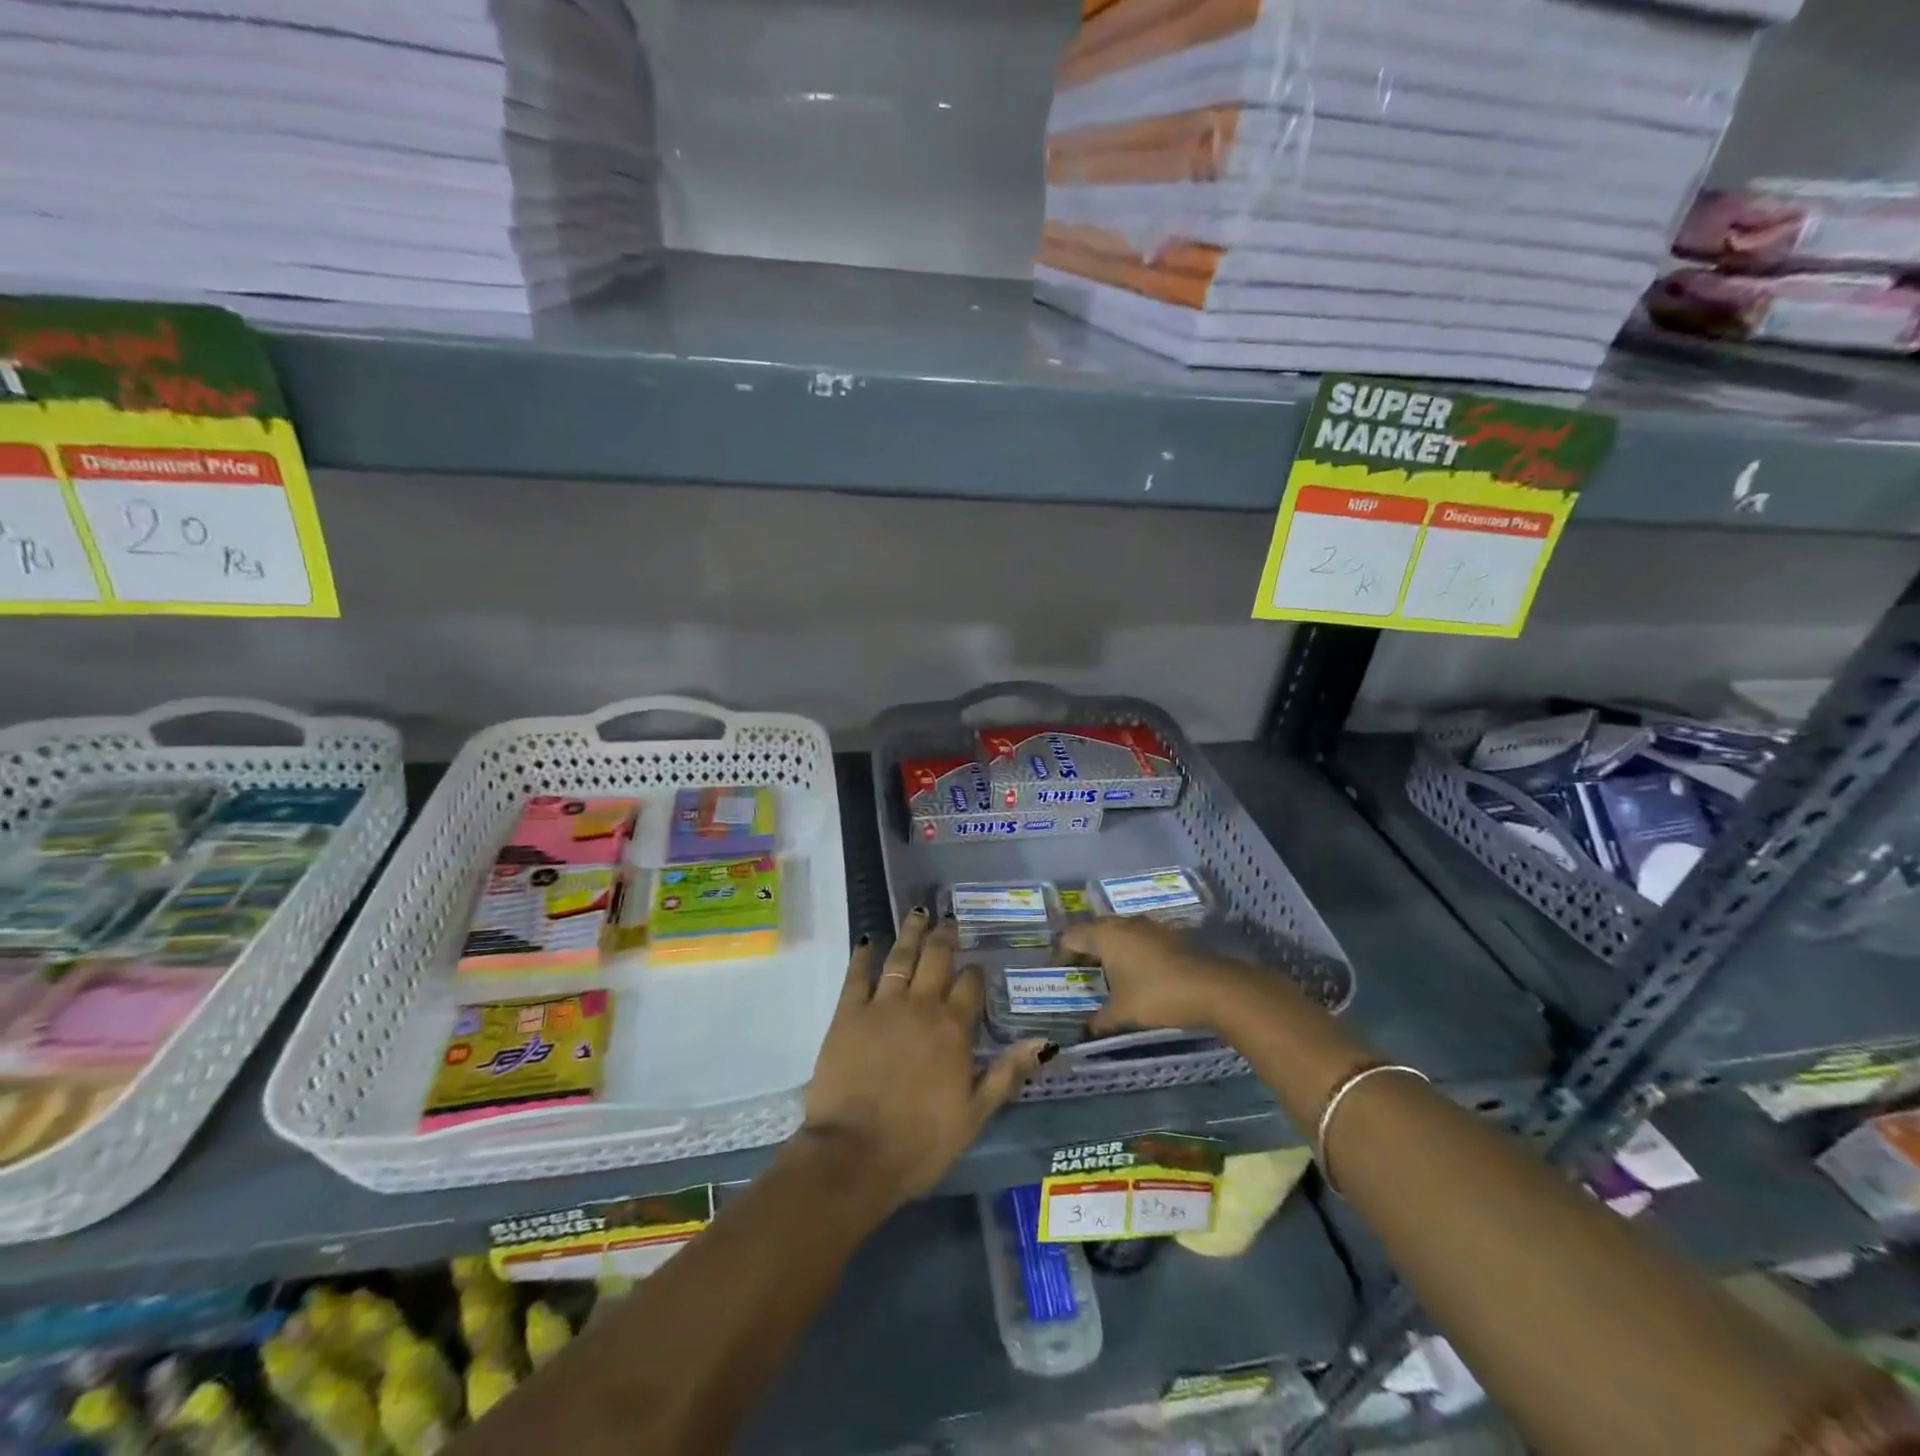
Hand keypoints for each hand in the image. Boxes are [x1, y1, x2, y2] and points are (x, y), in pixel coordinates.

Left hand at [802, 908, 1052, 1206]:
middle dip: (945, 937)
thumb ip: (1007, 1073)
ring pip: (901, 957)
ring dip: (911, 933)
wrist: (854, 1156)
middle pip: (936, 959)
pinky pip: (857, 975)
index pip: (970, 986)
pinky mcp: (847, 1014)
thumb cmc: (920, 1142)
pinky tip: (869, 940)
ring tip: (918, 913)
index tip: (977, 963)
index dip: (975, 972)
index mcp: (953, 1029)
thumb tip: (1045, 1042)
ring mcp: (882, 1006)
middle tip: (949, 920)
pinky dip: (864, 955)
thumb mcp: (975, 1115)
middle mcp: (920, 1006)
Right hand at [1059, 915, 1243, 1034]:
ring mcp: (1148, 926)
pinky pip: (1137, 939)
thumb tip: (1086, 1029)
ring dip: (1108, 951)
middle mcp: (1124, 923)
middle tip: (1078, 975)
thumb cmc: (1157, 995)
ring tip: (1104, 977)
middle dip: (1083, 952)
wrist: (1212, 988)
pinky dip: (1128, 953)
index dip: (1061, 954)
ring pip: (1117, 933)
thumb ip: (1100, 1019)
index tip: (1058, 974)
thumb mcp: (1123, 1012)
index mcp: (1105, 935)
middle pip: (1093, 931)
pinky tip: (1133, 975)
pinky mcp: (1167, 935)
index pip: (1071, 937)